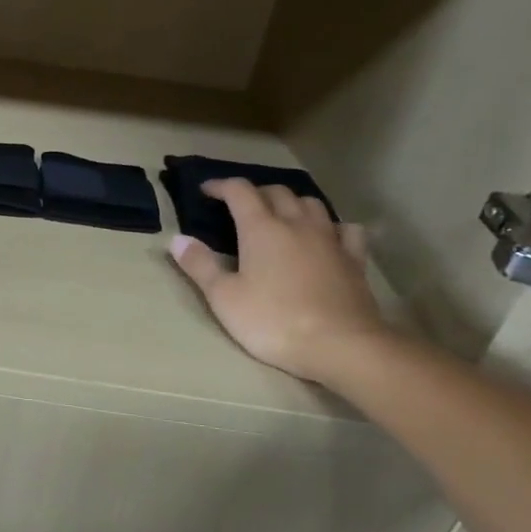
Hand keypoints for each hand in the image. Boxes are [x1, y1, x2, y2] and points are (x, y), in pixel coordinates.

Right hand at [169, 179, 389, 385]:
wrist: (340, 345)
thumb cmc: (273, 321)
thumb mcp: (223, 298)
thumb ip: (199, 265)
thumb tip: (176, 239)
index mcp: (262, 229)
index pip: (239, 191)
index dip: (220, 186)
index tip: (206, 190)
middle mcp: (297, 224)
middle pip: (277, 192)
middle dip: (255, 192)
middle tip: (239, 206)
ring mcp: (330, 239)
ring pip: (311, 204)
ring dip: (291, 202)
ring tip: (280, 215)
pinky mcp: (354, 259)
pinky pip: (345, 229)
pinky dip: (331, 225)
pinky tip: (327, 236)